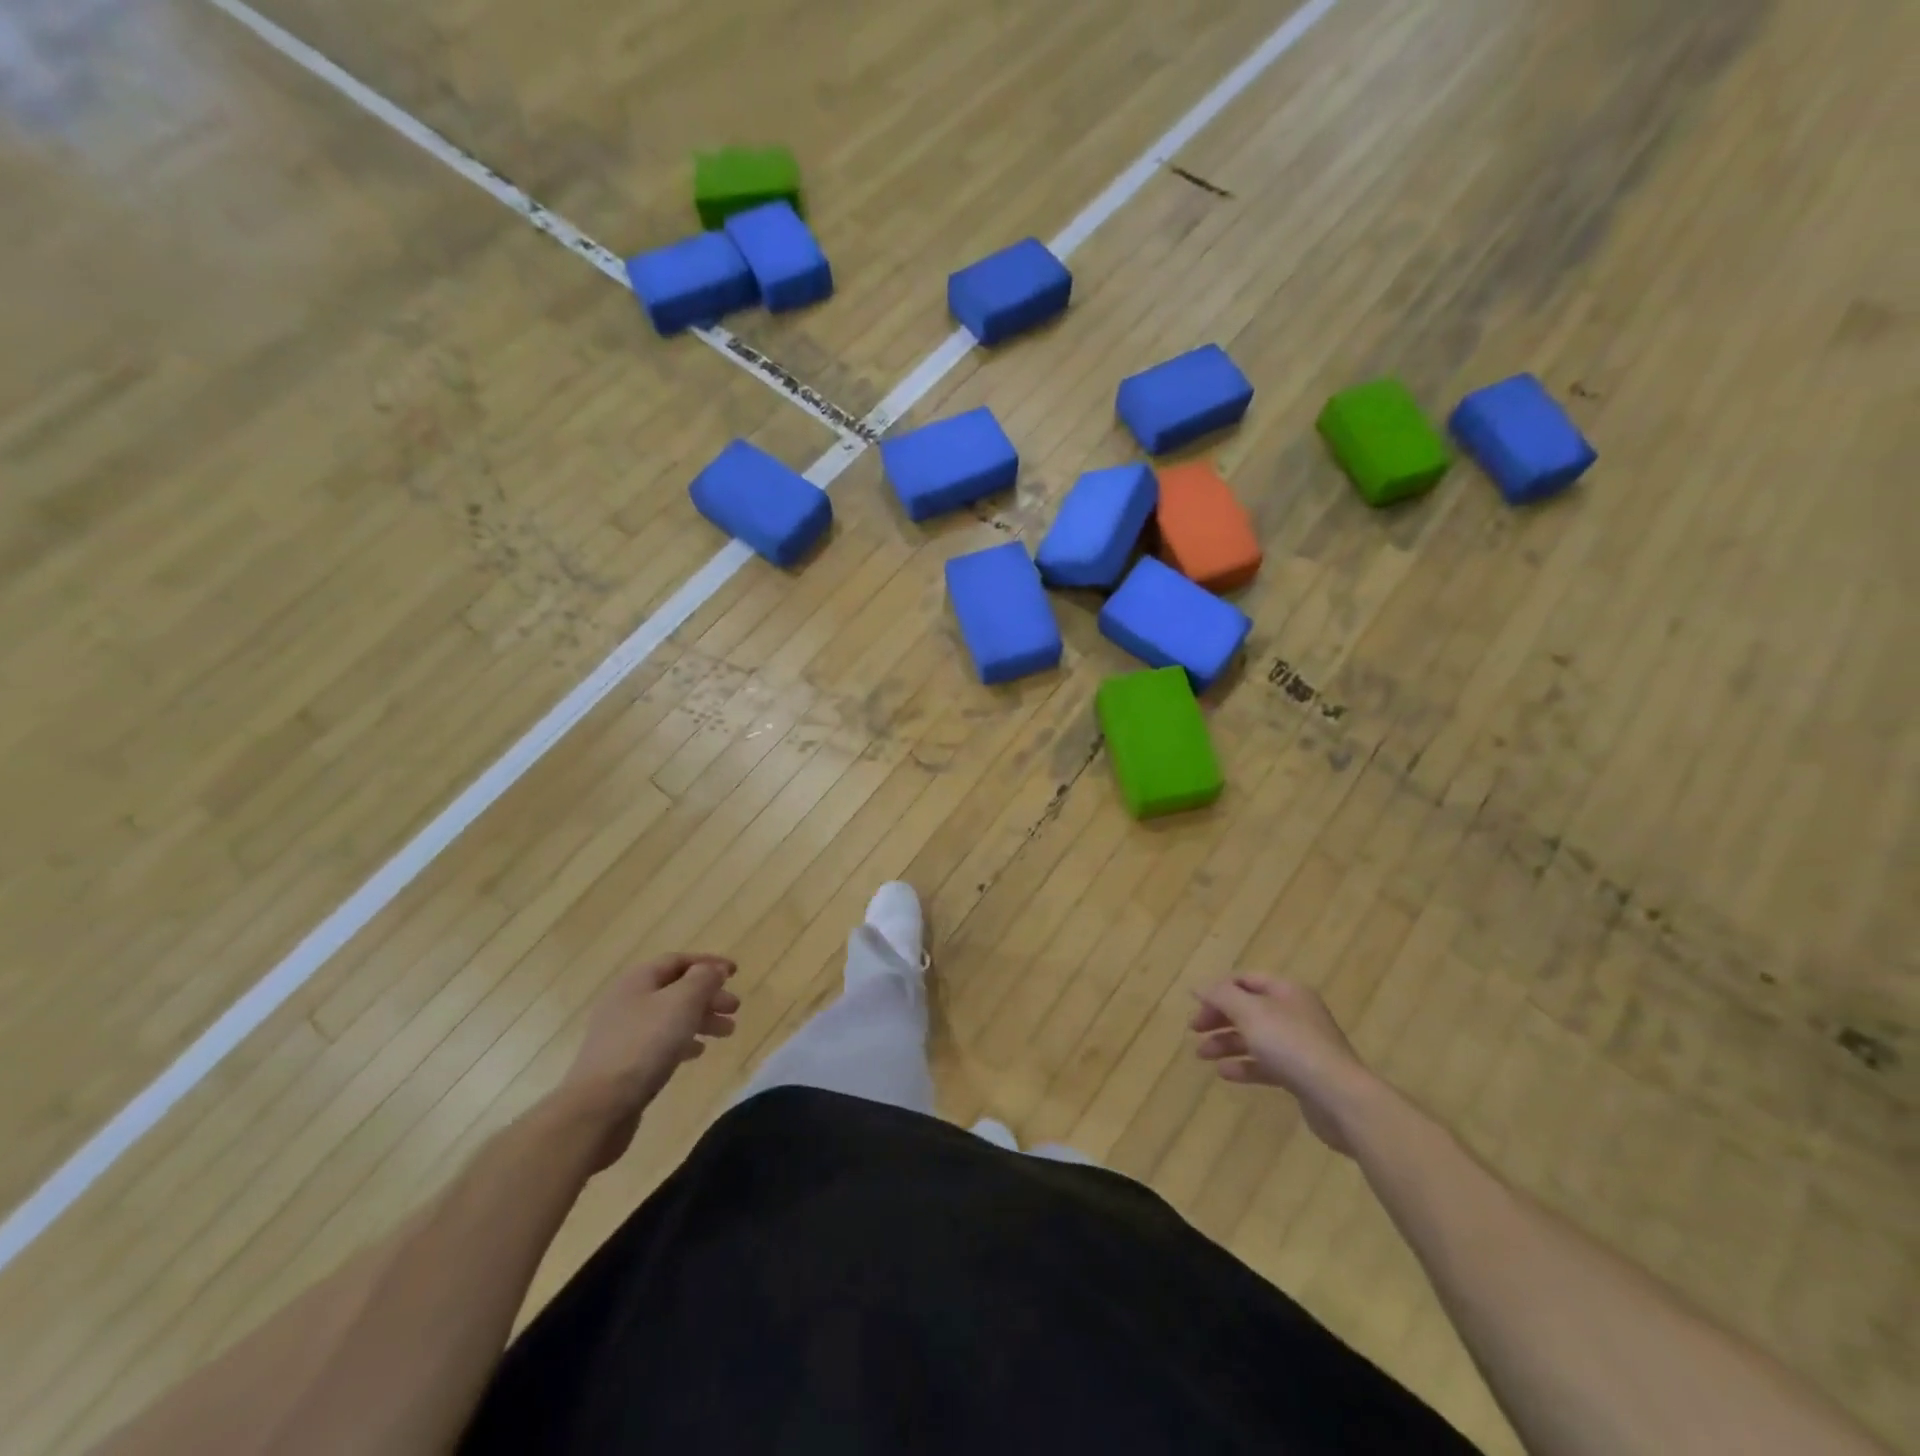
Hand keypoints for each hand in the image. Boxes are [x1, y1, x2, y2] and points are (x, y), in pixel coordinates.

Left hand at [560, 952, 738, 1169]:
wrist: (598, 1107)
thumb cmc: (644, 1045)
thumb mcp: (682, 1003)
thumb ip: (702, 980)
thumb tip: (712, 969)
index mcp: (637, 980)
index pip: (677, 961)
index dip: (708, 963)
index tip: (735, 973)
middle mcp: (626, 1001)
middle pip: (675, 989)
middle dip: (708, 995)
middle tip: (735, 1008)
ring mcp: (622, 1034)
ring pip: (670, 1017)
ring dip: (701, 1019)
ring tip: (727, 1032)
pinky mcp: (622, 1063)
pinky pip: (659, 1042)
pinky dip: (683, 1042)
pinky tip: (698, 1052)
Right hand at [1190, 976, 1378, 1154]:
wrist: (1340, 1098)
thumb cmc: (1292, 1045)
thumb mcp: (1250, 1012)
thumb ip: (1221, 996)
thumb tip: (1199, 986)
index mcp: (1287, 991)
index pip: (1246, 979)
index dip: (1219, 989)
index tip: (1195, 1005)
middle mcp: (1295, 1013)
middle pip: (1249, 1008)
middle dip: (1219, 1017)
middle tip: (1195, 1029)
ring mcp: (1300, 1046)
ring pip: (1255, 1037)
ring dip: (1226, 1043)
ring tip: (1202, 1055)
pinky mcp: (1302, 1075)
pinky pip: (1266, 1064)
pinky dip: (1244, 1066)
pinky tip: (1225, 1073)